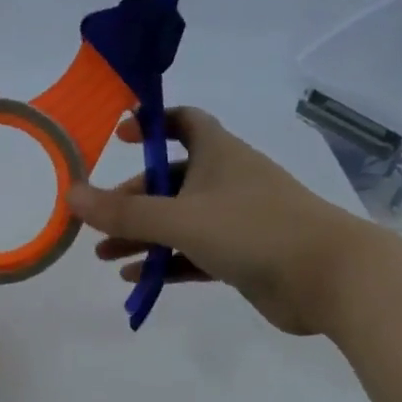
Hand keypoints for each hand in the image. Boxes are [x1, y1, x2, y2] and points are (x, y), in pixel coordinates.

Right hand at [65, 106, 377, 335]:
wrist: (330, 279)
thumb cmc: (253, 230)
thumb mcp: (180, 218)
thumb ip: (123, 212)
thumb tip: (71, 195)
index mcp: (218, 154)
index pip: (183, 122)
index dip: (150, 125)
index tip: (118, 139)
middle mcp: (226, 181)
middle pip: (169, 181)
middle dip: (132, 200)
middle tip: (98, 222)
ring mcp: (236, 220)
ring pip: (179, 221)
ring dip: (142, 236)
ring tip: (104, 256)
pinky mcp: (243, 255)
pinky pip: (194, 254)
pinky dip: (165, 263)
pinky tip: (135, 279)